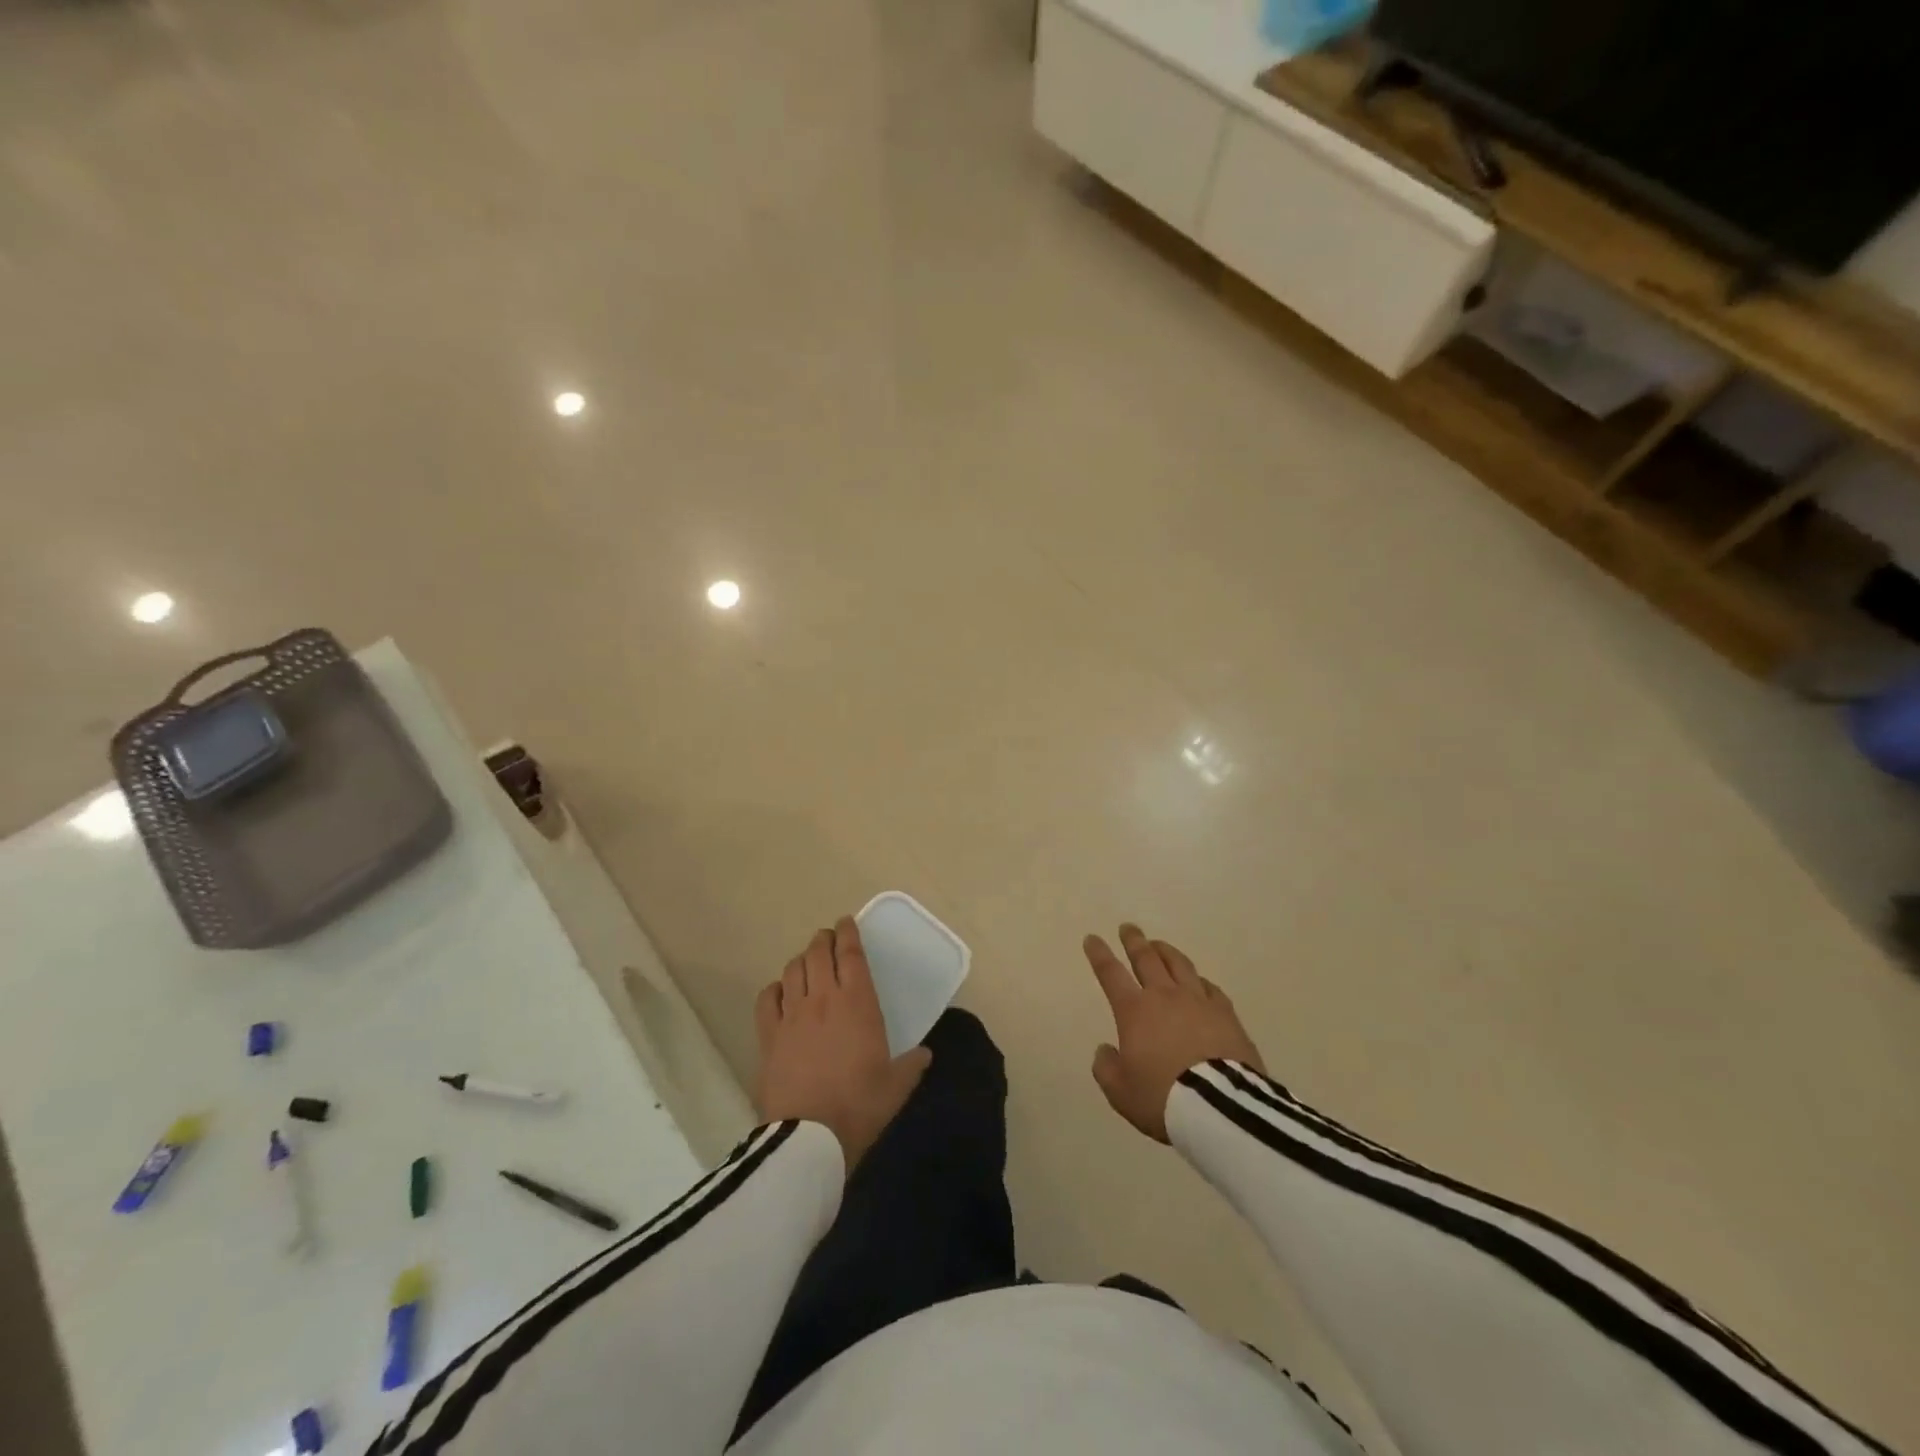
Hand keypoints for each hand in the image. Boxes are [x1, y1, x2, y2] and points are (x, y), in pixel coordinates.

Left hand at [754, 916, 931, 1171]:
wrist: (810, 1136)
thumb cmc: (860, 1105)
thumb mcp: (896, 1086)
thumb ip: (912, 1064)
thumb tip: (925, 1053)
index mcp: (858, 1002)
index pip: (851, 954)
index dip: (849, 933)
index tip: (847, 922)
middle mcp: (823, 998)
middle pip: (818, 953)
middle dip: (824, 939)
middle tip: (829, 938)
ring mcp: (792, 1015)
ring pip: (793, 970)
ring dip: (802, 958)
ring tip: (808, 960)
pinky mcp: (769, 1035)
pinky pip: (768, 998)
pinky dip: (775, 988)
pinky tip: (780, 991)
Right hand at [1084, 924, 1263, 1142]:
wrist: (1220, 1107)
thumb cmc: (1163, 1097)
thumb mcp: (1120, 1092)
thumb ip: (1106, 1068)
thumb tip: (1106, 1049)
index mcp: (1134, 1010)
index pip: (1111, 973)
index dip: (1099, 954)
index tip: (1092, 938)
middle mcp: (1165, 996)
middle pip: (1147, 958)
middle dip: (1134, 941)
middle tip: (1128, 928)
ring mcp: (1198, 1001)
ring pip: (1179, 964)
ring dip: (1165, 951)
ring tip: (1159, 944)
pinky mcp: (1226, 1013)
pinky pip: (1210, 987)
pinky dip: (1198, 980)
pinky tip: (1199, 981)